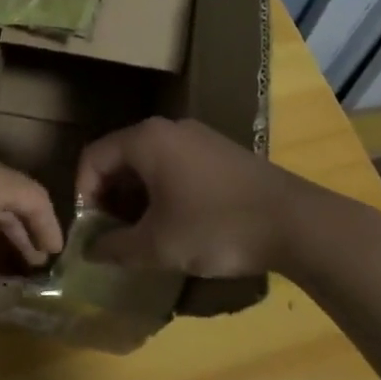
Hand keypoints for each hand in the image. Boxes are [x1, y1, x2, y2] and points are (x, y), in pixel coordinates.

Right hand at [75, 117, 380, 275]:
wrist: (297, 223)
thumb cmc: (216, 227)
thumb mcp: (158, 245)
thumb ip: (115, 248)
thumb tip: (90, 251)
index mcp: (146, 140)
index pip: (93, 157)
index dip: (83, 194)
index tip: (90, 230)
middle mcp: (168, 128)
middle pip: (120, 157)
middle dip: (109, 196)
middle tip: (113, 234)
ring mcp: (198, 137)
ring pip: (149, 162)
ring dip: (136, 196)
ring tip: (143, 233)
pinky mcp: (220, 151)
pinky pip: (175, 164)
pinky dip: (163, 190)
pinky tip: (177, 223)